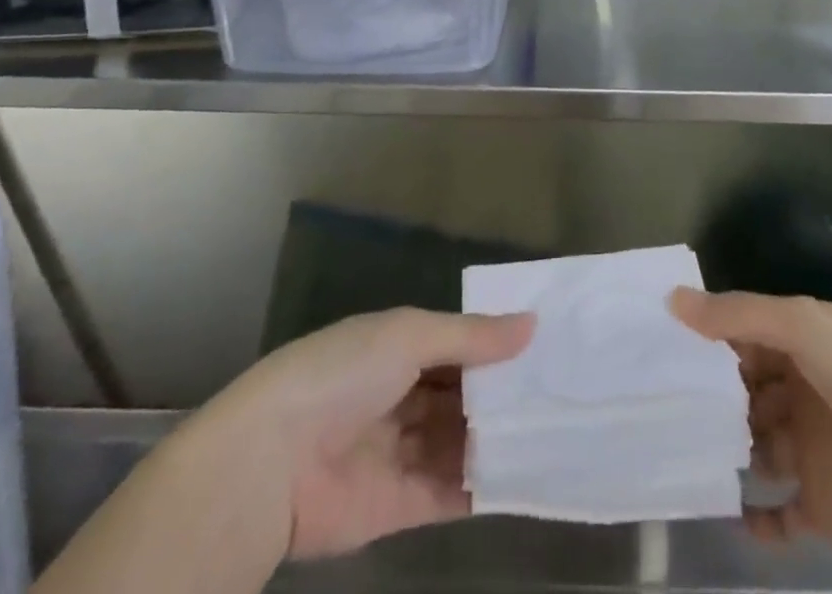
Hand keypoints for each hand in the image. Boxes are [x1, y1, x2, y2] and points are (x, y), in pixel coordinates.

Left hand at [218, 308, 534, 559]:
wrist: (269, 465)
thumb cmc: (342, 375)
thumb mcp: (409, 336)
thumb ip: (471, 337)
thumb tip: (532, 325)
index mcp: (396, 348)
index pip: (456, 345)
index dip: (495, 346)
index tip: (546, 347)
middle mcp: (399, 396)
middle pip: (461, 395)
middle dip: (502, 394)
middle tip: (561, 392)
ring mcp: (399, 452)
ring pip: (460, 442)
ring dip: (499, 439)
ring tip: (556, 433)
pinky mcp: (399, 506)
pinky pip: (450, 492)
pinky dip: (484, 485)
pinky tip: (527, 476)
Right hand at [671, 289, 831, 554]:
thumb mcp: (802, 325)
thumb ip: (737, 315)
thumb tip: (672, 300)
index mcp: (806, 343)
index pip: (748, 335)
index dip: (710, 337)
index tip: (662, 342)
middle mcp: (805, 391)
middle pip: (748, 389)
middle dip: (711, 393)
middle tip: (656, 399)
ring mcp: (813, 450)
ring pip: (756, 445)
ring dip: (725, 448)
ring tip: (675, 449)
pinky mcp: (822, 506)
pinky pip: (780, 513)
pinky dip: (755, 516)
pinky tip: (725, 510)